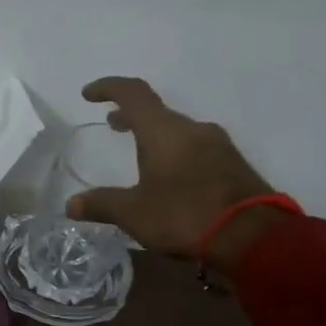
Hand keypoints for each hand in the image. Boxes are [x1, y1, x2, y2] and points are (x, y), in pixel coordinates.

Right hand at [66, 76, 282, 271]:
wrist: (254, 237)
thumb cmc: (184, 215)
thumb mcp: (133, 213)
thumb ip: (101, 204)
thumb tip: (71, 204)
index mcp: (164, 131)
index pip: (133, 94)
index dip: (108, 88)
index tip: (88, 94)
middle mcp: (193, 129)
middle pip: (157, 113)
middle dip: (131, 117)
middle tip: (112, 126)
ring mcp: (218, 146)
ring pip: (178, 131)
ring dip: (155, 136)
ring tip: (139, 154)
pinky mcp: (233, 165)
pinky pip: (196, 149)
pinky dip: (175, 153)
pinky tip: (169, 177)